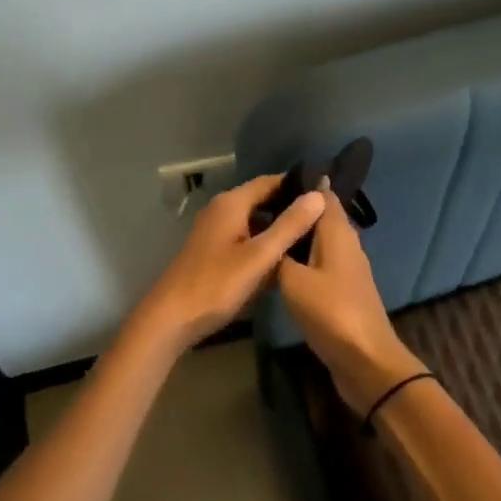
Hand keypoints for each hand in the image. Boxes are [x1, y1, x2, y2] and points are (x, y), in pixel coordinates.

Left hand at [130, 174, 326, 353]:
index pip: (271, 182)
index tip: (328, 194)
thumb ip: (289, 225)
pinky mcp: (214, 252)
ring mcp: (216, 232)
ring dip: (279, 230)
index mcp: (232, 203)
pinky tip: (286, 261)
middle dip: (291, 209)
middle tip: (326, 219)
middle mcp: (222, 210)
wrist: (171, 318)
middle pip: (263, 201)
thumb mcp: (259, 256)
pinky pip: (247, 240)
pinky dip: (265, 246)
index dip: (298, 186)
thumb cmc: (216, 284)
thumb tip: (318, 195)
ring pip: (256, 222)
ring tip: (314, 239)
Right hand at [277, 184, 429, 416]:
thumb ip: (280, 253)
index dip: (303, 184)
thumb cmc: (330, 312)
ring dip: (298, 235)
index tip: (274, 178)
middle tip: (260, 206)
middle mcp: (346, 244)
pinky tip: (280, 264)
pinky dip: (302, 257)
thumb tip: (271, 232)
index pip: (323, 194)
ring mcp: (347, 269)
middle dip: (296, 209)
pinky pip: (319, 262)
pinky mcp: (342, 291)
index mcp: (337, 233)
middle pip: (321, 217)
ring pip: (319, 241)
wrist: (365, 360)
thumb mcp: (293, 280)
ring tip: (265, 231)